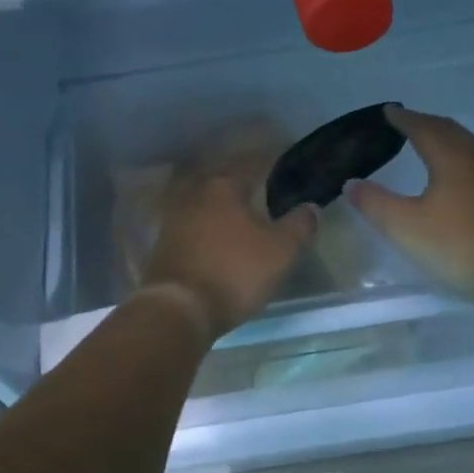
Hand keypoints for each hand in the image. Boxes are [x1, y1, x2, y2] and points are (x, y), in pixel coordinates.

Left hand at [141, 159, 318, 339]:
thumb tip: (310, 207)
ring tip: (239, 212)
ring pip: (204, 199)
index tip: (283, 166)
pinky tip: (215, 234)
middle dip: (241, 180)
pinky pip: (191, 222)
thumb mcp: (281, 251)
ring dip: (220, 202)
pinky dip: (205, 223)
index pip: (252, 164)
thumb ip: (299, 225)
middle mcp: (195, 193)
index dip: (270, 164)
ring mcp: (174, 217)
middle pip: (223, 178)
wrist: (178, 308)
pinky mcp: (163, 242)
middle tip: (261, 187)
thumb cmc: (235, 272)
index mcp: (224, 186)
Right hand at [347, 105, 473, 306]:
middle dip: (427, 123)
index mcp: (451, 159)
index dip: (404, 118)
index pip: (424, 128)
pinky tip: (458, 179)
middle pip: (451, 131)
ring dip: (446, 140)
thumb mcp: (405, 227)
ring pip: (469, 148)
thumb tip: (351, 183)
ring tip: (430, 145)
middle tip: (407, 122)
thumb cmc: (458, 246)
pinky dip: (461, 160)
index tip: (388, 111)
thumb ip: (374, 203)